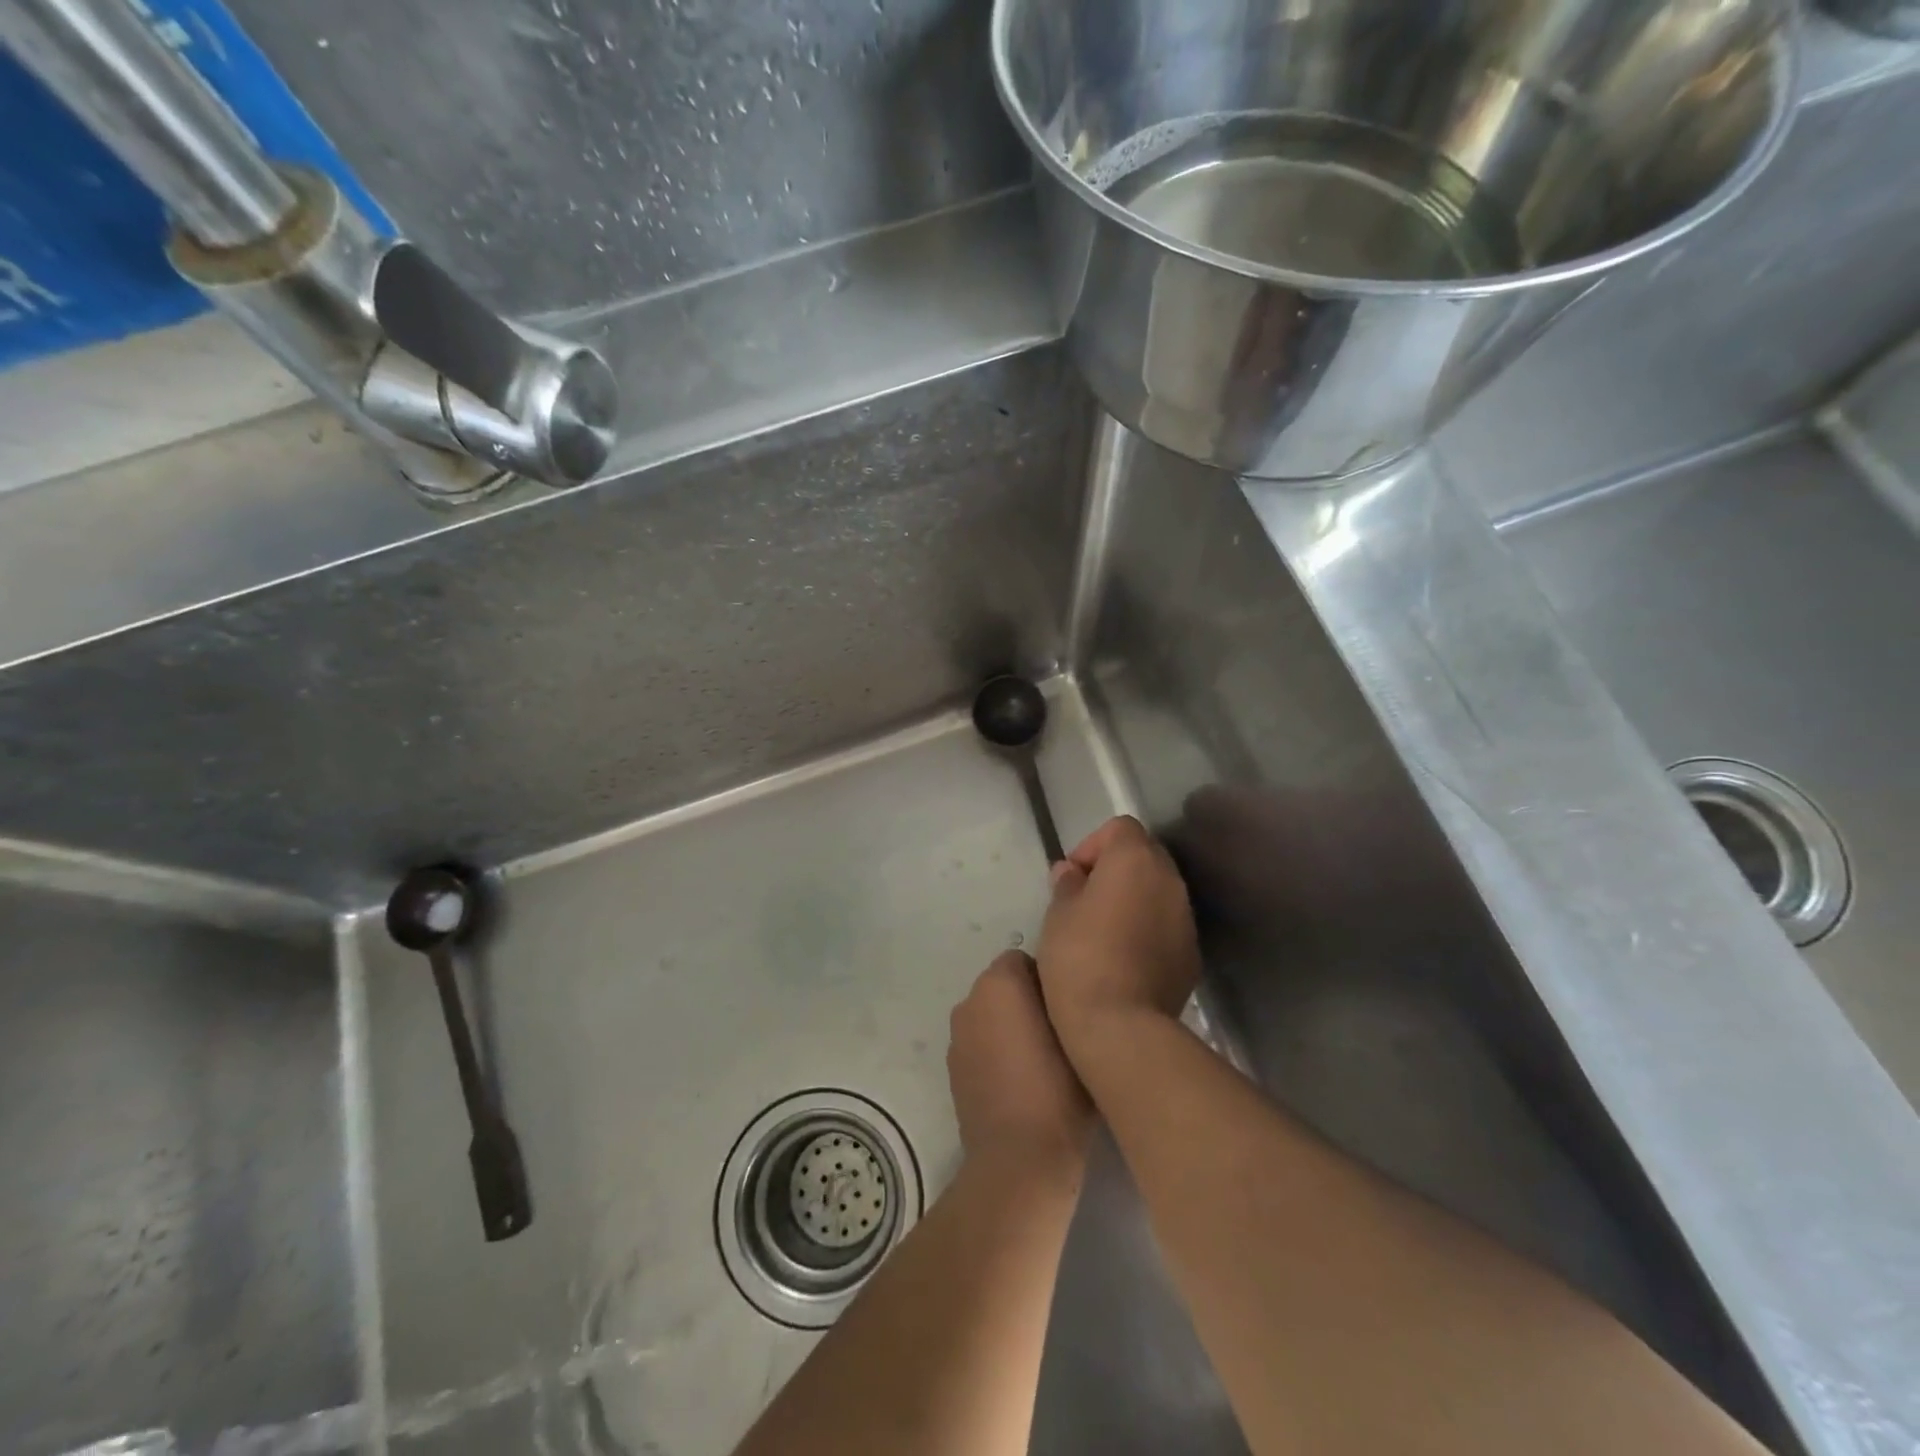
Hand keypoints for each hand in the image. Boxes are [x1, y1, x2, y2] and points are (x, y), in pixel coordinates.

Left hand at [948, 951, 1092, 1176]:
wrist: (1020, 1161)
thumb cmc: (1058, 1091)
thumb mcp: (1078, 1035)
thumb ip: (1065, 1000)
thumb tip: (1060, 993)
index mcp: (999, 984)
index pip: (1024, 960)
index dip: (1047, 980)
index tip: (1067, 1009)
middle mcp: (970, 1001)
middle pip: (1002, 986)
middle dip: (1025, 1000)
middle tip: (1058, 1034)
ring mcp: (957, 1036)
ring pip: (989, 1015)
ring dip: (1008, 1026)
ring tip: (1040, 1062)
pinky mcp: (952, 1069)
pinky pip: (978, 1043)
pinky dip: (994, 1052)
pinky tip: (1018, 1083)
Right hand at [1038, 817, 1201, 1055]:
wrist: (1120, 1026)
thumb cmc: (1079, 957)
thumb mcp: (1057, 914)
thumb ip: (1067, 884)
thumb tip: (1072, 873)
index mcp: (1135, 860)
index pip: (1120, 827)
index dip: (1092, 845)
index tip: (1072, 877)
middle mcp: (1169, 880)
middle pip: (1144, 855)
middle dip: (1115, 870)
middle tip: (1085, 901)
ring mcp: (1186, 918)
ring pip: (1158, 891)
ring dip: (1134, 899)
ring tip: (1104, 932)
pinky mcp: (1191, 953)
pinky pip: (1167, 925)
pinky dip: (1149, 928)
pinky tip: (1125, 958)